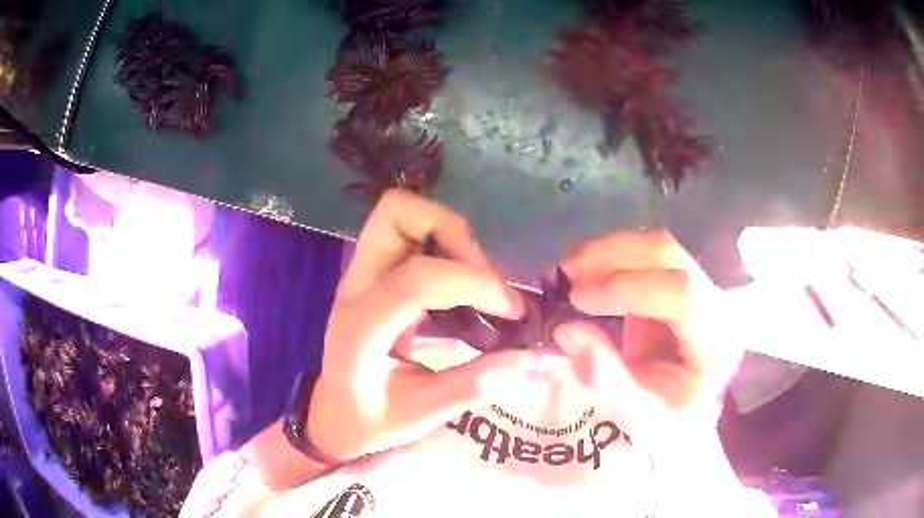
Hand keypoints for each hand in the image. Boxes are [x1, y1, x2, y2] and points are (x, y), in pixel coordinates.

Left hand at [307, 190, 538, 459]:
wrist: (331, 416)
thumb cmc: (368, 422)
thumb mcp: (421, 414)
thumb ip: (474, 384)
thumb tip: (530, 358)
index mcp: (361, 326)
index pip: (417, 277)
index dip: (475, 283)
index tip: (512, 311)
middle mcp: (356, 286)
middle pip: (396, 212)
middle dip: (452, 231)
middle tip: (483, 276)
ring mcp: (360, 275)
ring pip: (401, 213)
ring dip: (449, 234)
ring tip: (477, 280)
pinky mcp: (372, 275)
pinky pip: (409, 234)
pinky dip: (443, 245)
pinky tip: (462, 286)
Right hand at [554, 230, 742, 438]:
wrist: (688, 415)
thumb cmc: (671, 422)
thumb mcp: (638, 416)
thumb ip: (606, 378)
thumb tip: (565, 330)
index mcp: (717, 339)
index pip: (682, 294)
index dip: (628, 288)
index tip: (577, 298)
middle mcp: (715, 301)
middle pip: (668, 254)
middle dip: (612, 257)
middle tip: (564, 275)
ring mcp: (699, 286)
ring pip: (655, 246)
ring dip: (607, 252)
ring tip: (566, 271)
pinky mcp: (678, 283)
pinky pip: (644, 257)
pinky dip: (610, 259)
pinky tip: (584, 273)